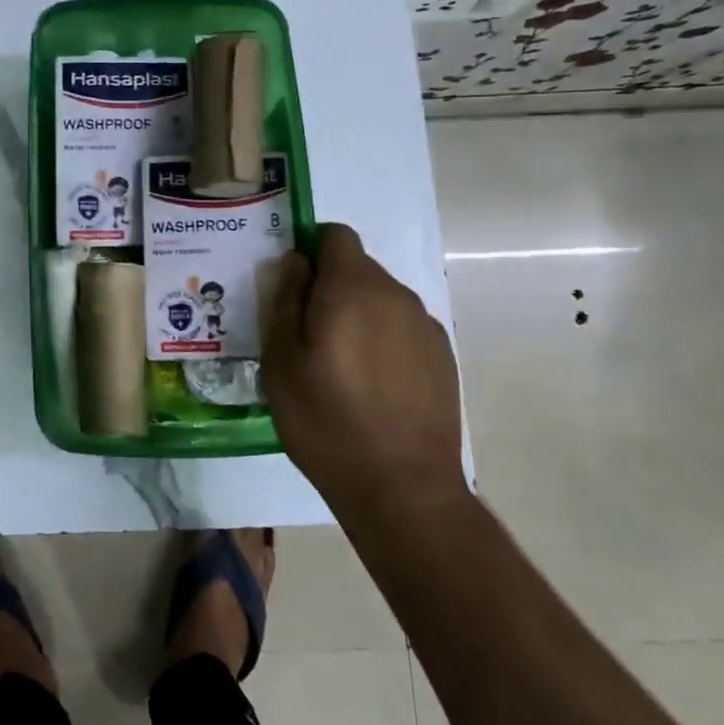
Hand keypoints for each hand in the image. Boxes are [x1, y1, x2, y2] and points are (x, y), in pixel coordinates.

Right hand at [261, 224, 465, 518]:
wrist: (403, 489)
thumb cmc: (326, 421)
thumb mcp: (281, 361)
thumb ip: (285, 299)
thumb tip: (296, 261)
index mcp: (352, 288)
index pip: (336, 235)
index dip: (311, 248)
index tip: (294, 285)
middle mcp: (395, 295)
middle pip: (358, 267)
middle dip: (330, 287)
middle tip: (307, 334)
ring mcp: (425, 326)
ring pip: (381, 299)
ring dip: (357, 314)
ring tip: (339, 366)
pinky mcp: (442, 356)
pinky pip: (402, 328)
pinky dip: (383, 340)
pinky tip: (372, 385)